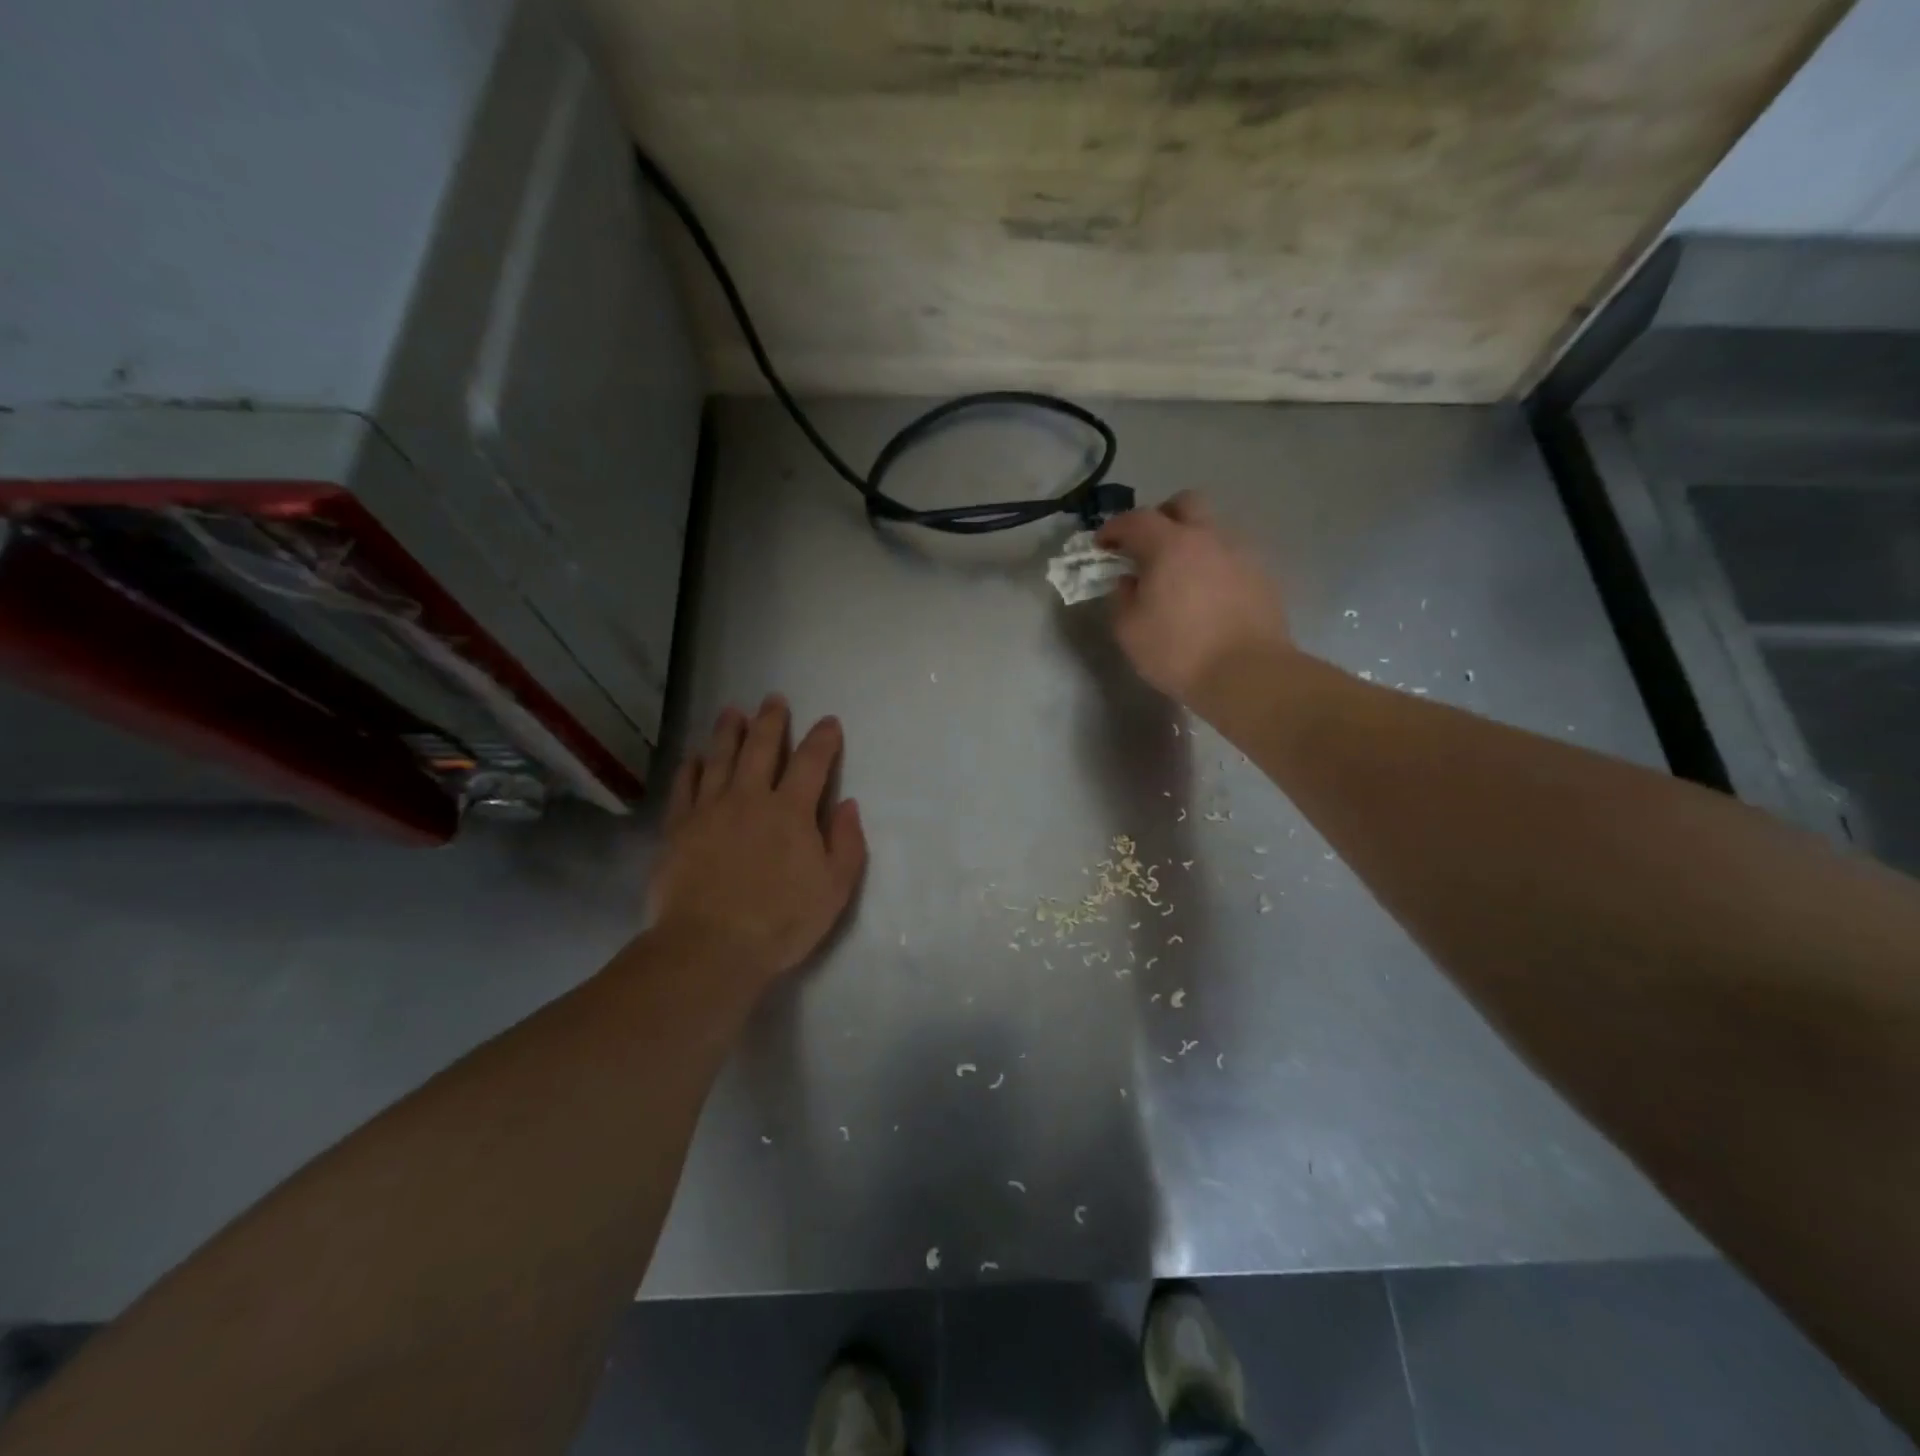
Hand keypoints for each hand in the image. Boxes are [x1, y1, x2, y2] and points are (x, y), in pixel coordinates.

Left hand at [647, 696, 866, 990]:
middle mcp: (750, 798)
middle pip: (761, 748)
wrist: (710, 947)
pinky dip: (691, 767)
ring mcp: (710, 810)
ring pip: (720, 758)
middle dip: (771, 721)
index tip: (828, 722)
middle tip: (773, 699)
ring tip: (732, 711)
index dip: (823, 739)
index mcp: (791, 811)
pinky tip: (694, 757)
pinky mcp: (678, 828)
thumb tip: (848, 805)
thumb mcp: (834, 889)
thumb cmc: (780, 922)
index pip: (812, 762)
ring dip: (728, 732)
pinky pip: (685, 786)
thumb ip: (846, 843)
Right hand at [1096, 492, 1293, 704]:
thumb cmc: (1178, 652)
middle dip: (1161, 517)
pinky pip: (1231, 557)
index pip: (1136, 519)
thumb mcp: (1129, 630)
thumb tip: (1129, 581)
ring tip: (1180, 576)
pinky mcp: (1263, 576)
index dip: (1114, 528)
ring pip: (1212, 530)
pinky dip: (1214, 566)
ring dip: (1191, 542)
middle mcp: (1208, 537)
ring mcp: (1241, 554)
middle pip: (1184, 504)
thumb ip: (1121, 598)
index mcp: (1170, 545)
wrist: (1248, 674)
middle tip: (1147, 546)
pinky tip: (1208, 596)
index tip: (1102, 545)